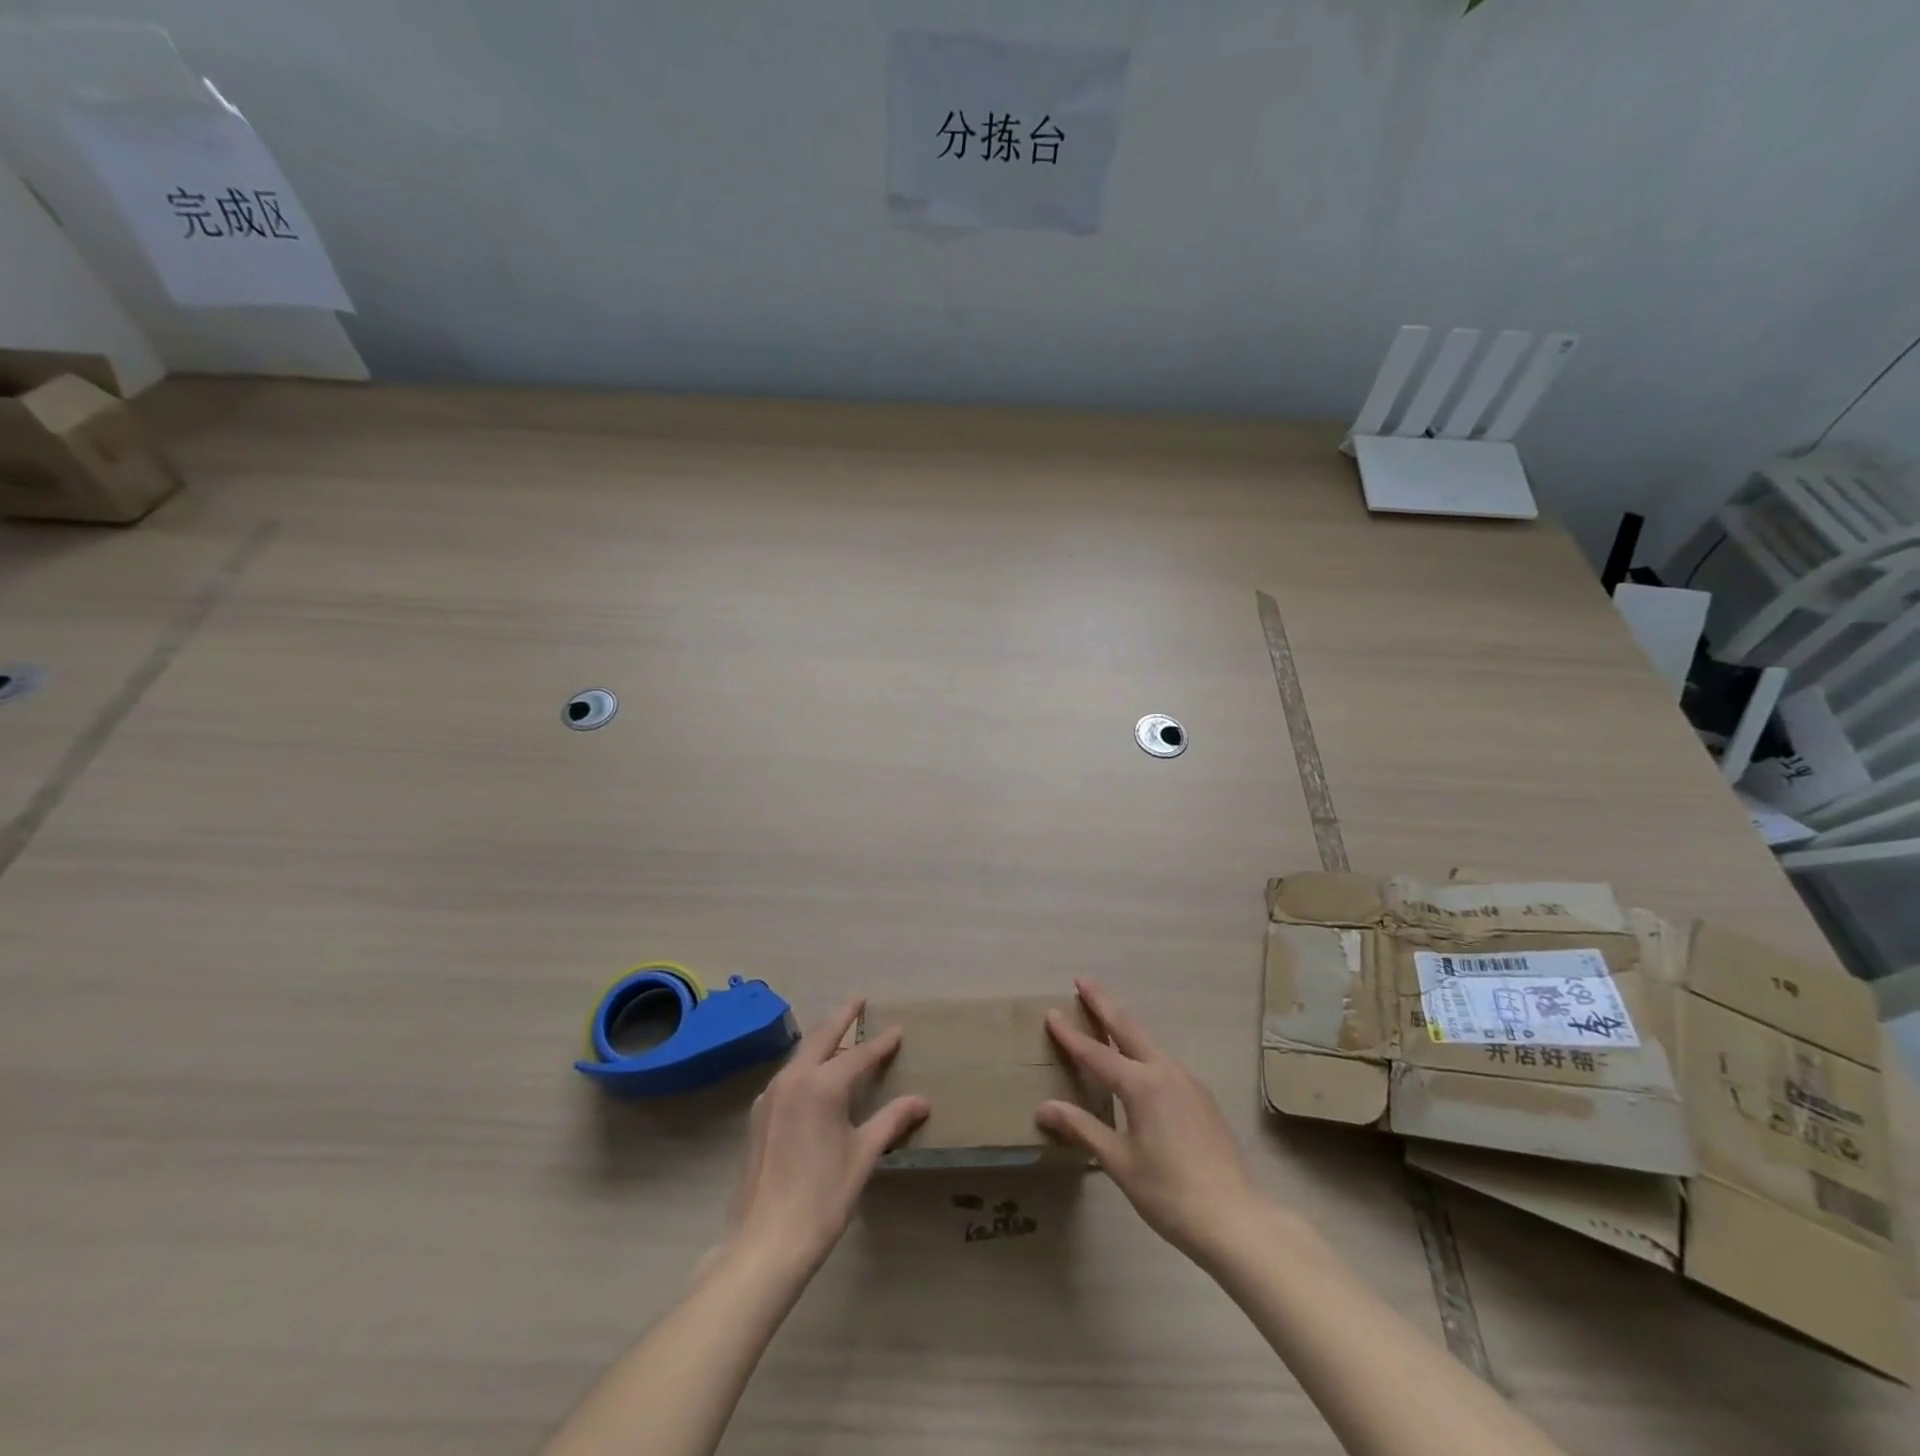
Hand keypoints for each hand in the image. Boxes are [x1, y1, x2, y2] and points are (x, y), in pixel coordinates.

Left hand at [721, 1000, 928, 1272]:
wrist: (767, 1241)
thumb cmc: (824, 1196)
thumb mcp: (864, 1154)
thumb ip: (892, 1120)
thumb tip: (921, 1101)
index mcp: (822, 1084)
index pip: (859, 1055)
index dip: (881, 1044)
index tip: (897, 1031)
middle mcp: (794, 1079)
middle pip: (822, 1038)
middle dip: (842, 1018)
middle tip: (858, 1002)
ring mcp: (771, 1095)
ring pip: (801, 1054)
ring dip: (822, 1040)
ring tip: (839, 1033)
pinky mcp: (759, 1115)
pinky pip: (788, 1075)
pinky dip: (806, 1064)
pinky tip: (814, 1075)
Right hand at [1037, 978, 1259, 1262]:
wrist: (1236, 1220)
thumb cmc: (1170, 1194)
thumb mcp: (1119, 1163)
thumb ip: (1082, 1129)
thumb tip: (1044, 1108)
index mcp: (1141, 1085)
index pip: (1096, 1053)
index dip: (1071, 1034)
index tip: (1052, 1012)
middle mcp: (1165, 1072)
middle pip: (1128, 1027)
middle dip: (1104, 1002)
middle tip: (1082, 979)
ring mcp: (1188, 1082)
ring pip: (1149, 1042)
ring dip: (1124, 1023)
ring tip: (1105, 1014)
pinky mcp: (1201, 1097)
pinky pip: (1164, 1062)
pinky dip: (1143, 1049)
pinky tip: (1139, 1063)